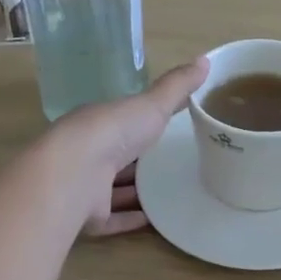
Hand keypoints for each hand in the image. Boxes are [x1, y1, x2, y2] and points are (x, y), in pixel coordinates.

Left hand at [49, 58, 209, 236]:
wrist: (75, 174)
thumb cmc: (113, 131)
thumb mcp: (152, 104)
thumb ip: (177, 87)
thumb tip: (205, 60)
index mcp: (99, 123)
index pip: (121, 121)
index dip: (141, 122)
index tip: (165, 125)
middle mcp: (88, 153)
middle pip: (115, 156)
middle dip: (137, 159)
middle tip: (171, 162)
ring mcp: (86, 187)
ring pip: (112, 189)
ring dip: (135, 191)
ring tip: (169, 192)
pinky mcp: (89, 216)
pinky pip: (113, 219)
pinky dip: (131, 218)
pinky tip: (155, 219)